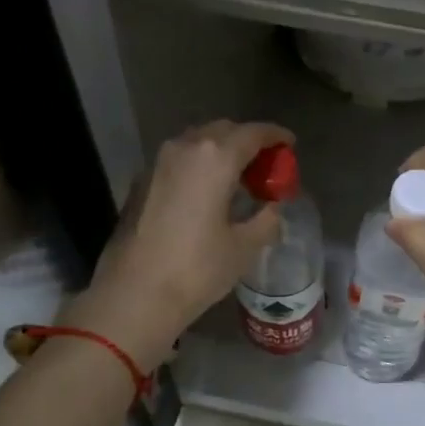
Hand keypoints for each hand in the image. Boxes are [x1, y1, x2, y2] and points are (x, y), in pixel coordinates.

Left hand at [64, 121, 292, 367]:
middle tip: (264, 166)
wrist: (135, 293)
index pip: (252, 133)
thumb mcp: (243, 247)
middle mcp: (184, 148)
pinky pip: (178, 162)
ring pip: (196, 144)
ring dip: (220, 153)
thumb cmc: (197, 269)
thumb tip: (272, 208)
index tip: (289, 144)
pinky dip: (198, 167)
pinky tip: (207, 194)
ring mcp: (157, 163)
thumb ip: (265, 220)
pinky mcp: (140, 182)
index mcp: (215, 158)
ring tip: (238, 180)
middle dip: (246, 143)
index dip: (275, 136)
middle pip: (222, 132)